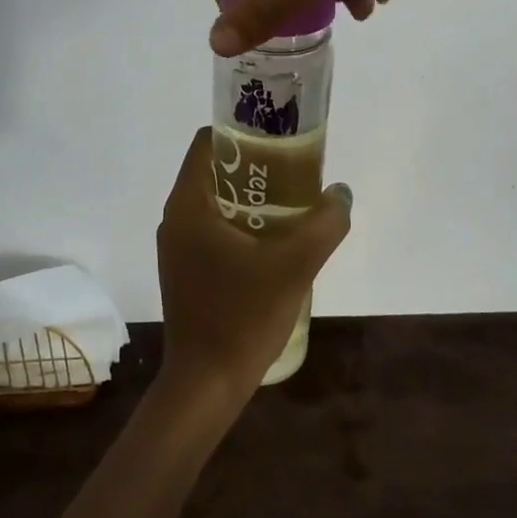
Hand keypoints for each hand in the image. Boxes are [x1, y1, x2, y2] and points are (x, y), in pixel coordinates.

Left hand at [155, 127, 353, 403]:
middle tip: (295, 170)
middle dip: (253, 165)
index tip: (278, 139)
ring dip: (249, 196)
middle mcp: (175, 217)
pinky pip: (212, 227)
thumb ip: (324, 224)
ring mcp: (177, 246)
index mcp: (189, 203)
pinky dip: (240, 222)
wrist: (205, 385)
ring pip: (214, 201)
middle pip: (213, 170)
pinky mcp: (185, 269)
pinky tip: (273, 241)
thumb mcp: (294, 266)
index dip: (242, 132)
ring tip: (291, 203)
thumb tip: (341, 193)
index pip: (208, 142)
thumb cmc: (242, 317)